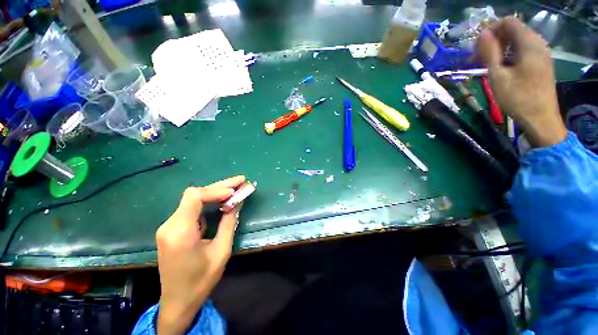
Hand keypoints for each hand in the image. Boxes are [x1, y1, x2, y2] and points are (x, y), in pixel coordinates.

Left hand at [155, 176, 246, 334]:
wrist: (178, 301)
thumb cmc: (201, 280)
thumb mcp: (221, 251)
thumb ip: (229, 223)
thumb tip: (237, 202)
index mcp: (180, 232)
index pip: (194, 197)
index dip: (216, 190)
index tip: (235, 192)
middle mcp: (170, 225)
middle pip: (195, 194)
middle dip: (220, 186)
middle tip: (241, 180)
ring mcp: (169, 226)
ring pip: (193, 199)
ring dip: (216, 192)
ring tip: (236, 188)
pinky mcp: (172, 229)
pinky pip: (192, 208)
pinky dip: (209, 202)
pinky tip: (223, 200)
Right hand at [477, 17, 567, 146]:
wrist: (540, 118)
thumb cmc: (518, 98)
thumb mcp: (498, 75)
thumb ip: (490, 52)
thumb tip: (482, 34)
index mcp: (529, 43)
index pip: (508, 22)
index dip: (490, 30)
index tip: (476, 47)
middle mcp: (537, 43)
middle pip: (512, 30)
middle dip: (493, 40)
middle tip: (476, 58)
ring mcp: (540, 53)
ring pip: (516, 41)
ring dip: (499, 49)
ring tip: (484, 64)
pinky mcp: (540, 63)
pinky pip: (522, 50)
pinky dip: (508, 54)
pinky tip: (499, 67)